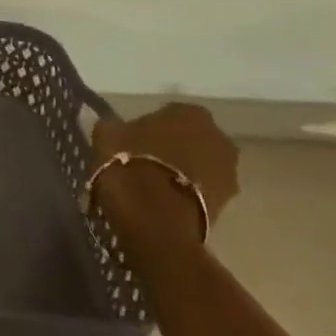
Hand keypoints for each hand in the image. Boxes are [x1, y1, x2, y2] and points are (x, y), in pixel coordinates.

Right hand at [91, 102, 239, 248]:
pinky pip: (201, 190)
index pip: (169, 112)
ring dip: (181, 171)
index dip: (149, 126)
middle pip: (190, 139)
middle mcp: (218, 139)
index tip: (132, 139)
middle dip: (172, 148)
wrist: (155, 223)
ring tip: (152, 184)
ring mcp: (228, 174)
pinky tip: (161, 201)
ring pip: (199, 166)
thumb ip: (116, 126)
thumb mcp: (107, 133)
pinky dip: (185, 193)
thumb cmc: (129, 164)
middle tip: (143, 160)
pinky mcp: (227, 206)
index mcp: (191, 113)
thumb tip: (118, 128)